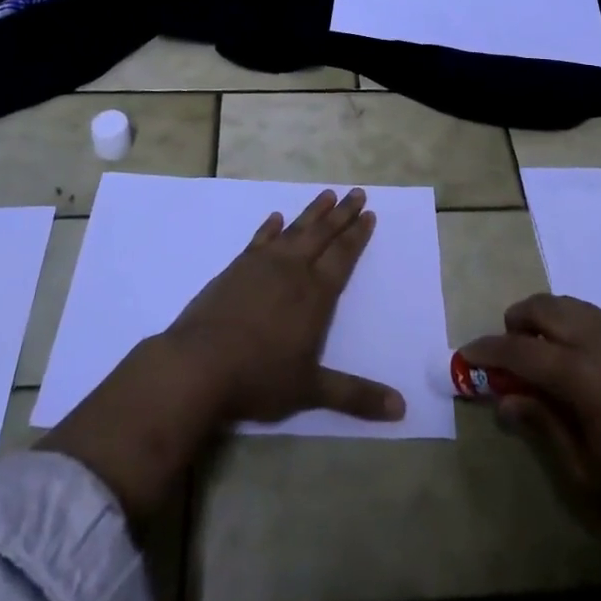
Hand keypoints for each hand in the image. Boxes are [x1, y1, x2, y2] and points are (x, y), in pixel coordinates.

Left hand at [164, 187, 405, 425]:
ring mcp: (261, 265)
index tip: (369, 214)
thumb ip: (356, 395)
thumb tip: (402, 408)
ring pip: (294, 230)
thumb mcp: (311, 390)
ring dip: (312, 212)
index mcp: (315, 294)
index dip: (357, 235)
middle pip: (322, 234)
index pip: (342, 256)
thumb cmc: (259, 377)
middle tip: (357, 192)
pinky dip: (269, 227)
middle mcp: (292, 270)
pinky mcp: (235, 268)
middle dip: (342, 213)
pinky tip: (275, 218)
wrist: (198, 364)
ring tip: (327, 194)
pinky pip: (259, 239)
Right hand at [460, 295, 600, 578]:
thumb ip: (545, 427)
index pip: (522, 351)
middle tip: (502, 352)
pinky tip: (578, 365)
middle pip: (548, 309)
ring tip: (537, 356)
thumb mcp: (591, 477)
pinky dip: (576, 327)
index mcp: (588, 376)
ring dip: (547, 320)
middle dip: (517, 321)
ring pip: (575, 307)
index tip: (465, 355)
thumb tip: (506, 399)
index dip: (488, 351)